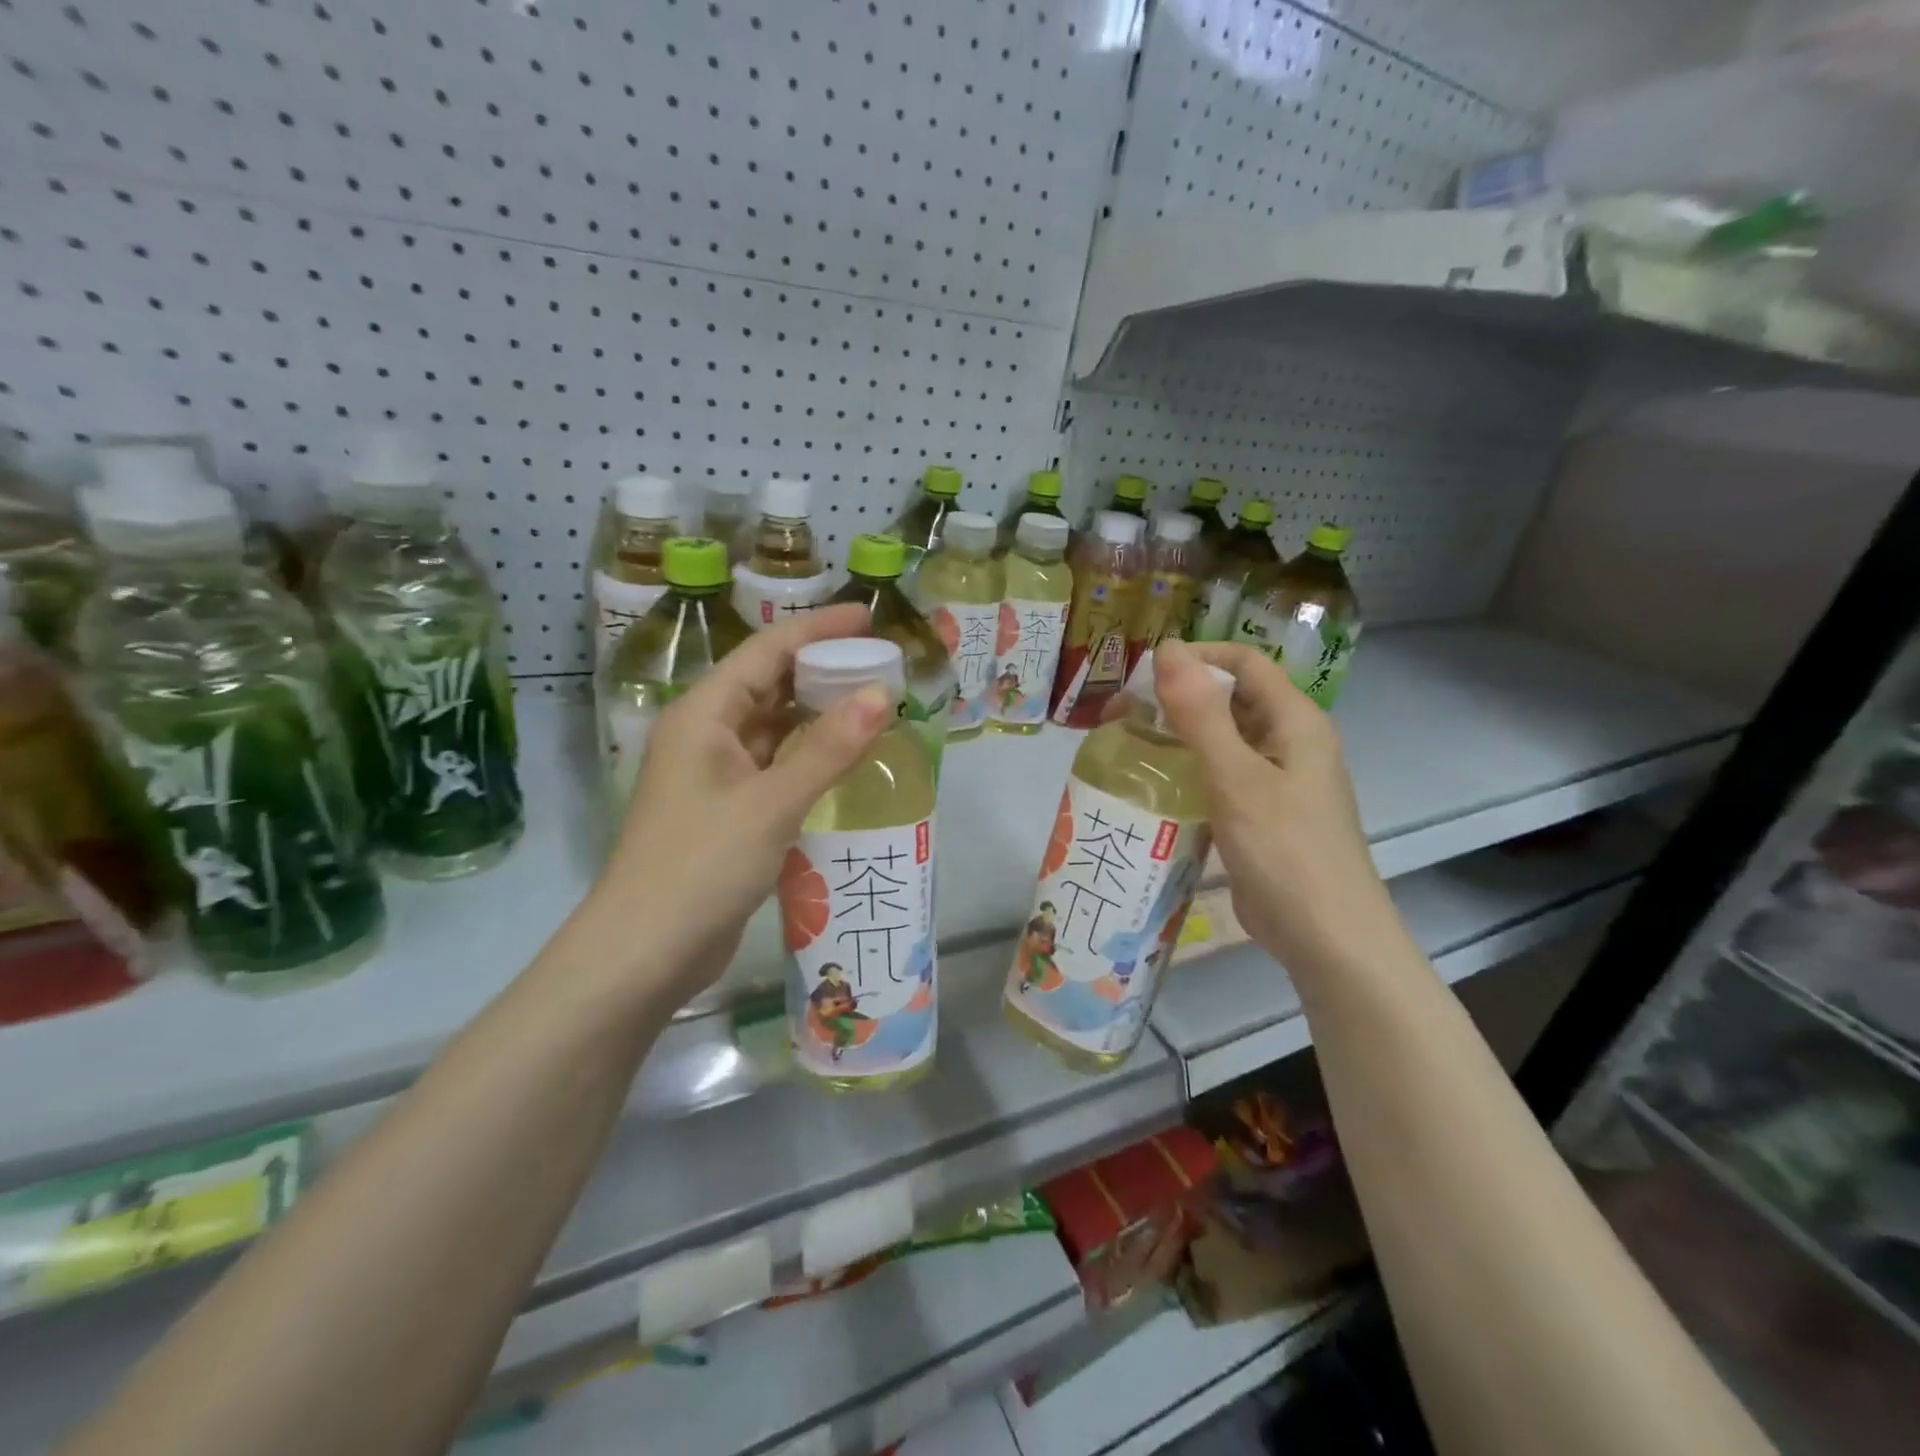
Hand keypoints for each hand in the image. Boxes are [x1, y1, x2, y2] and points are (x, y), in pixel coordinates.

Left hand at [588, 604, 892, 1004]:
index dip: (818, 629)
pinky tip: (846, 760)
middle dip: (823, 670)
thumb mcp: (772, 803)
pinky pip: (775, 765)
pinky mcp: (727, 810)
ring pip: (774, 727)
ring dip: (819, 715)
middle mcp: (706, 734)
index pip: (767, 650)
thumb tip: (882, 694)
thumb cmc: (701, 866)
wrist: (644, 953)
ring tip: (874, 705)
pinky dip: (809, 757)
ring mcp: (715, 774)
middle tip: (881, 664)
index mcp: (704, 714)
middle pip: (770, 684)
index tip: (869, 618)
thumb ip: (829, 748)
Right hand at [1151, 640, 1406, 981]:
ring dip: (1180, 735)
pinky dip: (1190, 769)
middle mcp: (1290, 740)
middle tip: (1123, 716)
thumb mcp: (1236, 777)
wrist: (1328, 937)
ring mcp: (1279, 779)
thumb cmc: (1285, 851)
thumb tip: (1168, 648)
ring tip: (1129, 746)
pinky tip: (1156, 786)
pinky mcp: (1264, 812)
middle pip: (1232, 697)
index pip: (1243, 661)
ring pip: (1224, 737)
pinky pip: (1223, 774)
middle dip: (1178, 698)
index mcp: (1295, 720)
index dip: (1195, 658)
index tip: (1142, 678)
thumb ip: (1201, 713)